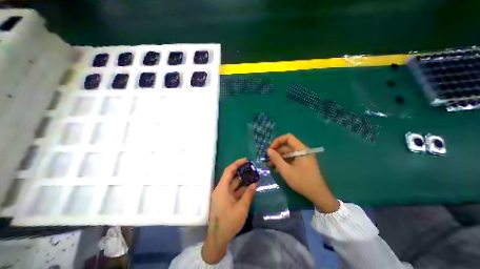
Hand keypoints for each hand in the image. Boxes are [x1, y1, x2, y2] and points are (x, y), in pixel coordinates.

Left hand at [201, 157, 258, 262]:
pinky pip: (234, 191)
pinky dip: (241, 188)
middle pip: (231, 176)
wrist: (217, 239)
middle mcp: (221, 189)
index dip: (237, 164)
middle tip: (251, 167)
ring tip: (253, 176)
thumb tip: (255, 183)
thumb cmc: (228, 223)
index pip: (229, 171)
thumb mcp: (241, 208)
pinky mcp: (225, 200)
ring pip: (233, 184)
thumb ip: (248, 195)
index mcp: (222, 189)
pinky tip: (250, 187)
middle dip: (241, 171)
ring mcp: (223, 195)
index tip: (246, 160)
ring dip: (243, 180)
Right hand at [268, 133, 338, 212]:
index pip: (288, 137)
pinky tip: (278, 169)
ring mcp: (304, 157)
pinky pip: (292, 158)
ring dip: (279, 158)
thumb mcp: (286, 170)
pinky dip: (284, 162)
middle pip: (287, 146)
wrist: (318, 194)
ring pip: (288, 153)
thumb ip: (276, 159)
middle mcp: (303, 151)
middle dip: (277, 151)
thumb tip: (268, 150)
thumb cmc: (301, 181)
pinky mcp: (303, 162)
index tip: (270, 149)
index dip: (277, 141)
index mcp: (301, 149)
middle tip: (268, 159)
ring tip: (271, 166)